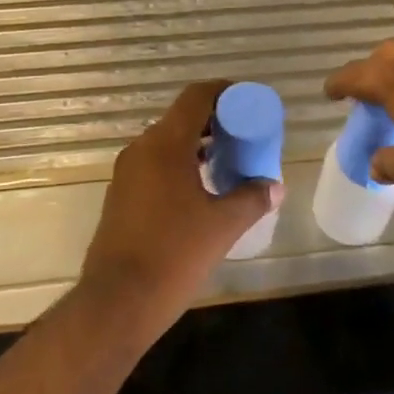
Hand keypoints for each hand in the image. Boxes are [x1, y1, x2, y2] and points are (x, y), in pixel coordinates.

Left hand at [77, 80, 282, 342]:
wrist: (118, 301)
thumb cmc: (174, 254)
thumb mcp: (223, 226)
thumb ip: (252, 199)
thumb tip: (274, 186)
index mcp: (165, 144)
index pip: (196, 97)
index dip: (225, 92)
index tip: (249, 102)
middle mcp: (141, 148)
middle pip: (182, 118)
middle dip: (216, 121)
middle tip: (246, 136)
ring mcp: (127, 172)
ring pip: (167, 142)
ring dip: (197, 145)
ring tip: (229, 163)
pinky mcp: (121, 194)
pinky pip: (155, 164)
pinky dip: (180, 164)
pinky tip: (201, 189)